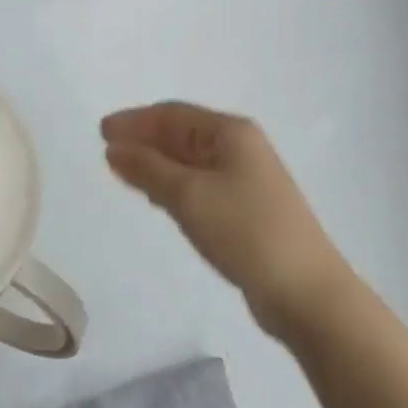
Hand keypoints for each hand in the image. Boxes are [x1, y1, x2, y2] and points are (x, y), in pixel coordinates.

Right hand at [103, 103, 353, 338]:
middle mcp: (241, 147)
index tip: (101, 131)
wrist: (306, 293)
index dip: (135, 120)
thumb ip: (148, 169)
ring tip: (124, 172)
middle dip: (144, 140)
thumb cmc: (245, 231)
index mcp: (231, 132)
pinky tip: (157, 198)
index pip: (173, 114)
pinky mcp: (248, 210)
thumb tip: (114, 148)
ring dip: (157, 163)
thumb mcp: (189, 196)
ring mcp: (247, 180)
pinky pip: (201, 185)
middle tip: (107, 151)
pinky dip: (174, 186)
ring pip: (190, 162)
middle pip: (183, 134)